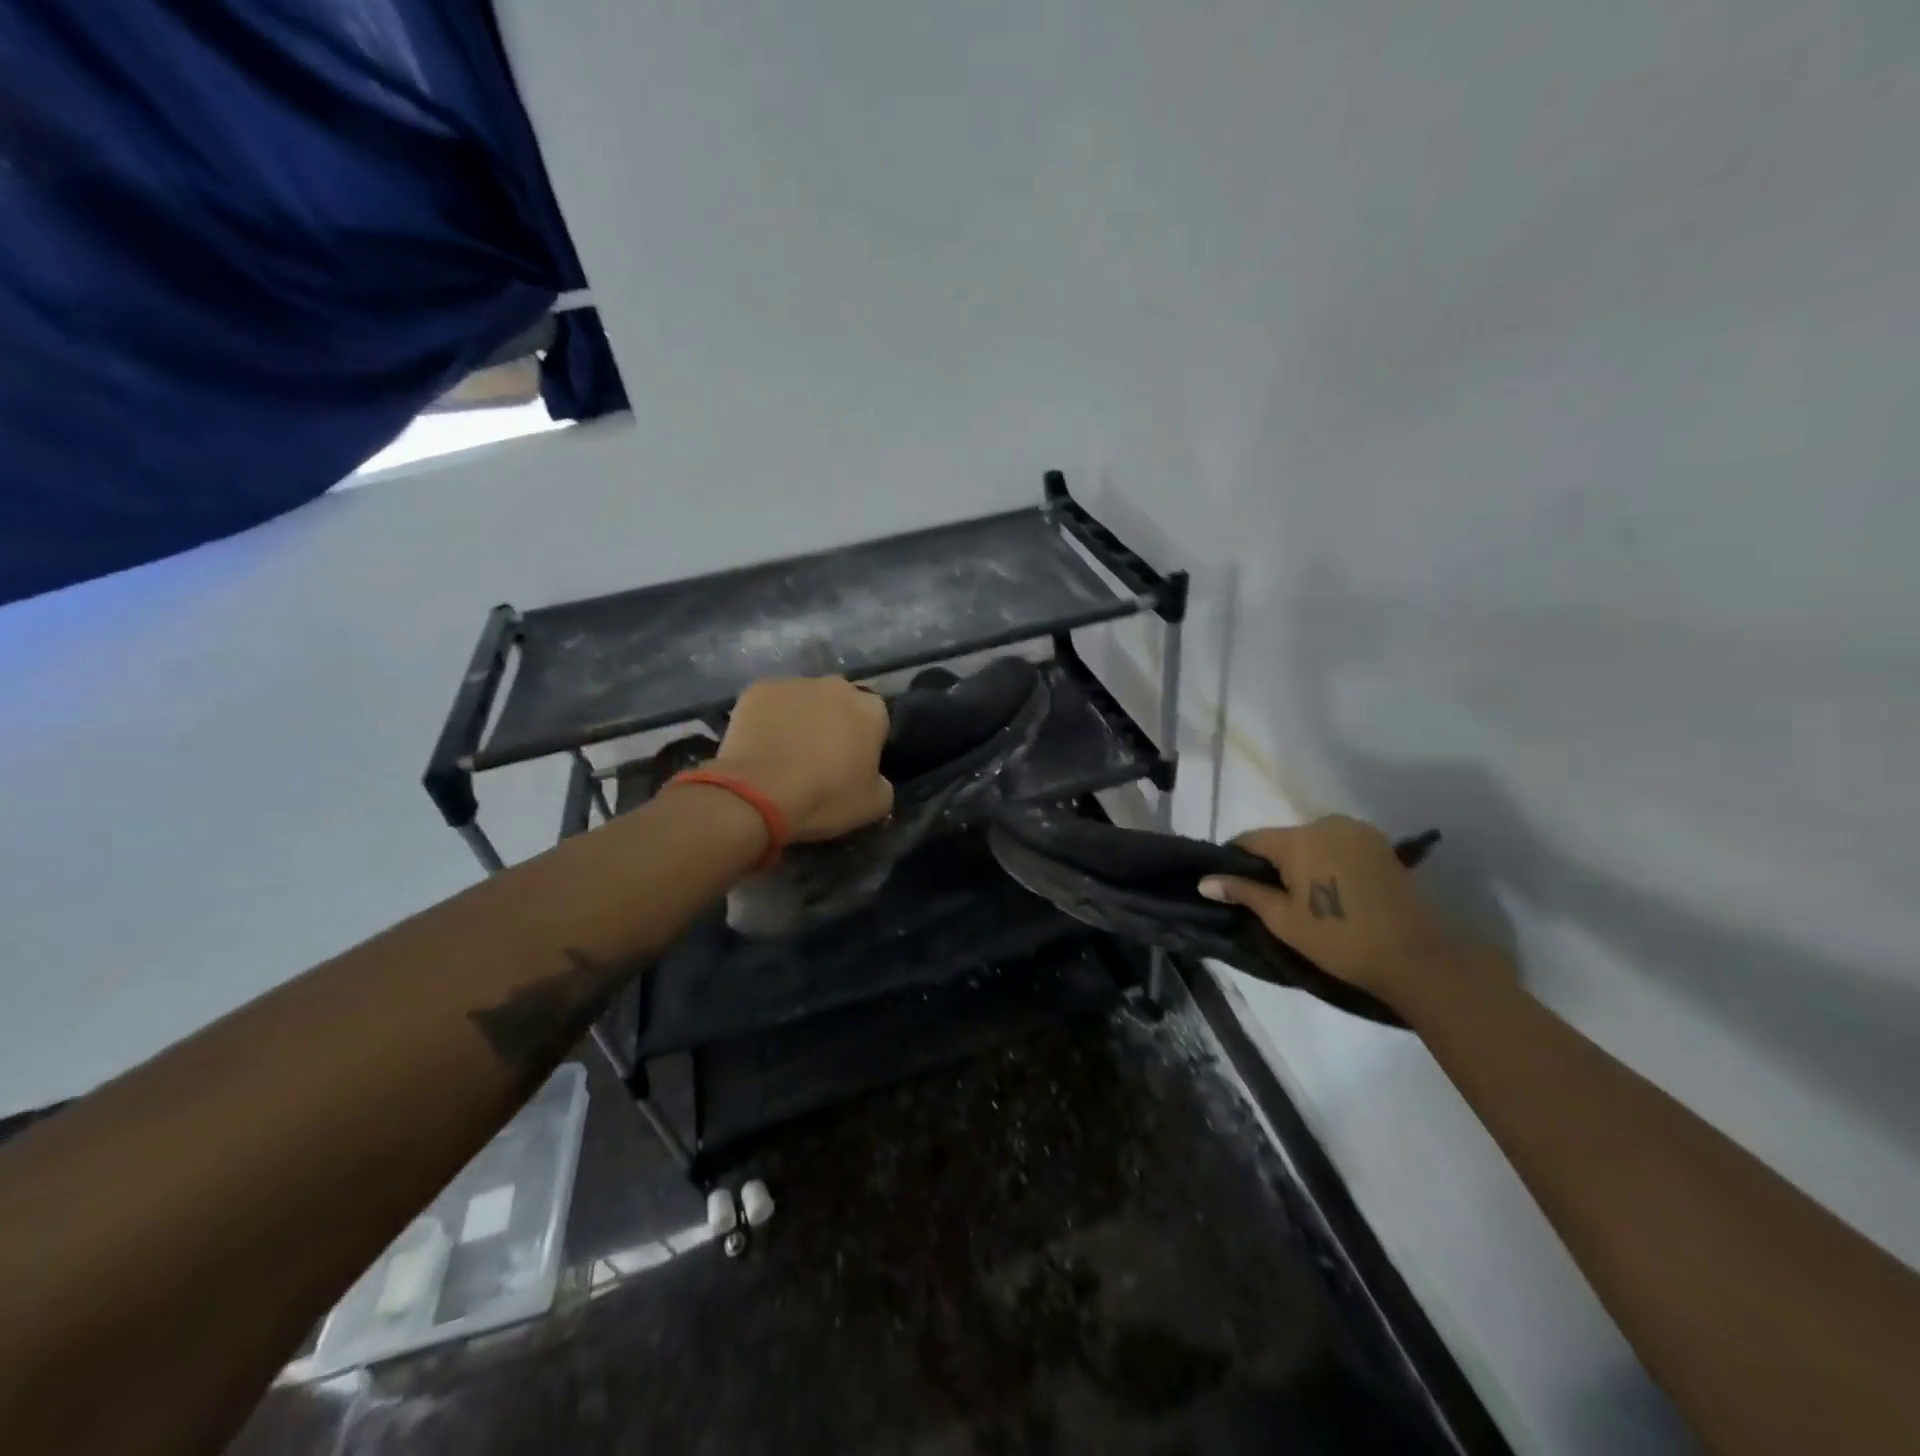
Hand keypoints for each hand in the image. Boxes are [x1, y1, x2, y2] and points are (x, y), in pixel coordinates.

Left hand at [711, 677, 893, 841]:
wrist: (758, 794)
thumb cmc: (825, 797)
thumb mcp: (874, 805)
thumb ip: (883, 783)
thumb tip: (875, 777)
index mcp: (871, 709)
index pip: (877, 720)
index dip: (867, 742)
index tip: (855, 764)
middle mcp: (837, 686)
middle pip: (842, 703)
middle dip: (836, 722)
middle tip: (822, 756)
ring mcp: (795, 683)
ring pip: (806, 700)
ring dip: (803, 718)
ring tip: (787, 751)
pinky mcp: (759, 689)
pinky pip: (772, 703)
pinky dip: (770, 719)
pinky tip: (763, 745)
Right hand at [1198, 815, 1476, 1006]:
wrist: (1414, 957)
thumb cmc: (1338, 940)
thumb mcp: (1283, 919)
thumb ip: (1243, 892)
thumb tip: (1204, 881)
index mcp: (1299, 838)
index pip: (1251, 839)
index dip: (1236, 861)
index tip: (1233, 886)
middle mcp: (1327, 823)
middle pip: (1283, 838)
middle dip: (1273, 863)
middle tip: (1274, 899)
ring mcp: (1357, 831)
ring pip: (1311, 840)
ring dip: (1302, 861)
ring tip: (1306, 897)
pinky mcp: (1380, 843)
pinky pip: (1337, 845)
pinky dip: (1328, 861)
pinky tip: (1333, 891)